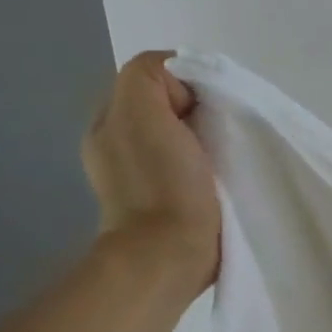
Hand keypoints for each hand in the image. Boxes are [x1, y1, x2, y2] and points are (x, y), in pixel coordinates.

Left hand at [81, 51, 221, 290]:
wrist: (170, 255)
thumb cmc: (161, 182)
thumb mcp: (142, 109)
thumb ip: (150, 76)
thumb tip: (183, 88)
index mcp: (109, 122)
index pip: (154, 78)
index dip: (186, 84)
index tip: (206, 108)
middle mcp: (118, 146)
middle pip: (169, 106)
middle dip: (198, 110)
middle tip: (218, 130)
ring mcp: (141, 178)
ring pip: (182, 135)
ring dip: (205, 138)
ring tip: (222, 154)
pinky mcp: (168, 203)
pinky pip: (190, 165)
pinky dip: (207, 163)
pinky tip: (218, 175)